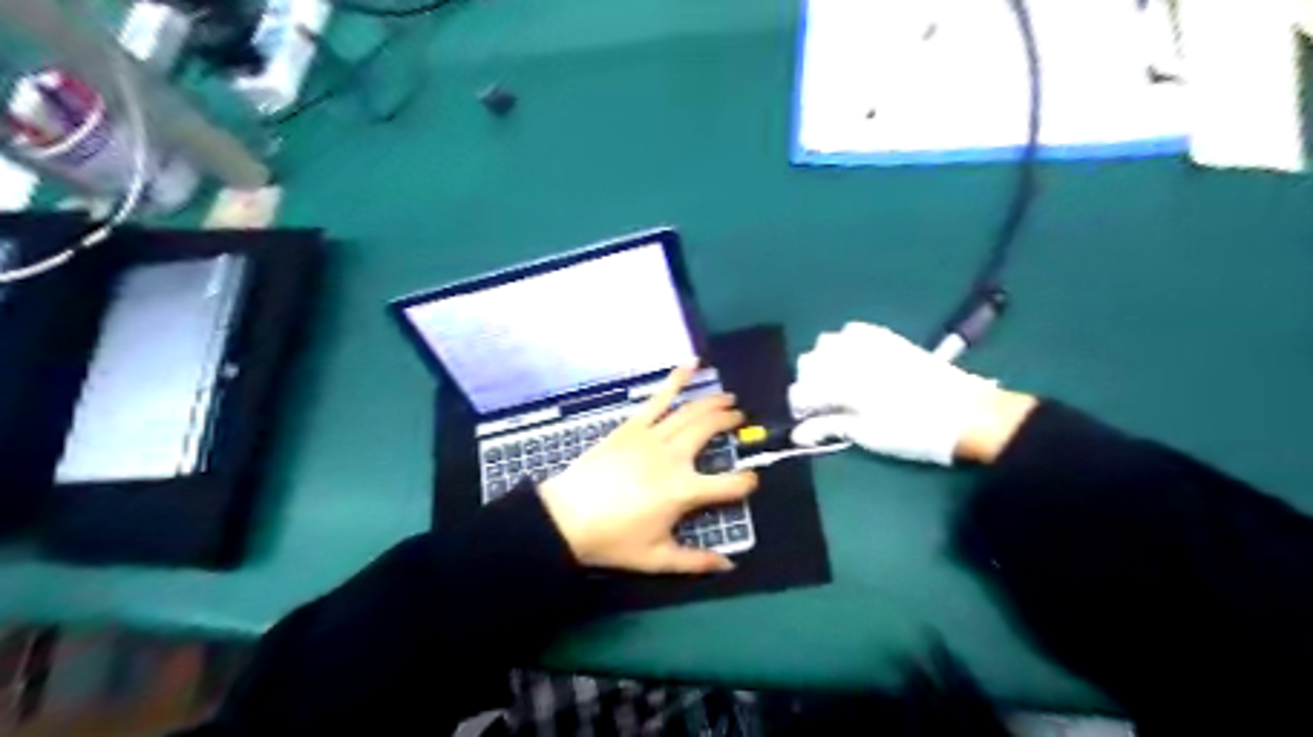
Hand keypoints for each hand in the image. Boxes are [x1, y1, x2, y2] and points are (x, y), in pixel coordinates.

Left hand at [536, 368, 759, 574]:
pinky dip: (676, 379)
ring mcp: (652, 437)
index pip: (730, 484)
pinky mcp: (632, 426)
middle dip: (730, 422)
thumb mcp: (657, 559)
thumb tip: (729, 567)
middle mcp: (674, 457)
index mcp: (684, 491)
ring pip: (691, 411)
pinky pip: (658, 398)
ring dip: (713, 401)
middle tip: (740, 419)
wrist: (567, 517)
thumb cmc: (613, 539)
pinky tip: (692, 364)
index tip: (750, 480)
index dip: (747, 482)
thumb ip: (696, 562)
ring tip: (728, 398)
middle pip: (711, 431)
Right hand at [789, 323, 1006, 464]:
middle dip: (807, 382)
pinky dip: (845, 343)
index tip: (806, 420)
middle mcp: (850, 357)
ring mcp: (869, 344)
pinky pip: (853, 330)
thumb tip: (798, 435)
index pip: (803, 390)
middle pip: (809, 361)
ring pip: (827, 342)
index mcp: (844, 384)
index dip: (800, 407)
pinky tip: (852, 359)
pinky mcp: (887, 339)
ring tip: (834, 381)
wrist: (966, 414)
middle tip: (820, 404)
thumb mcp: (869, 436)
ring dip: (823, 361)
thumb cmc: (914, 432)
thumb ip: (829, 429)